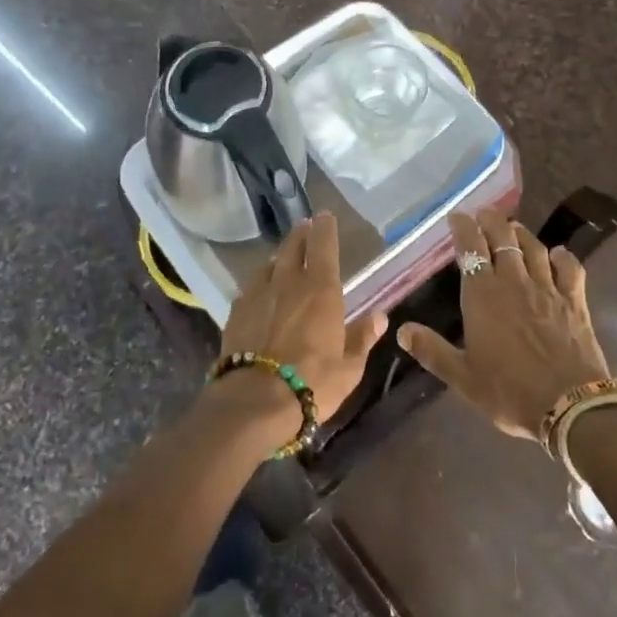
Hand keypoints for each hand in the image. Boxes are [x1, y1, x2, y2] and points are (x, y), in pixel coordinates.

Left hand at [218, 212, 387, 428]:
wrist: (253, 401)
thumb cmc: (312, 383)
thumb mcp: (349, 368)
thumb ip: (362, 338)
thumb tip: (380, 316)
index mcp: (320, 289)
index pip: (323, 246)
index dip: (325, 228)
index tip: (325, 215)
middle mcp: (288, 282)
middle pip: (292, 247)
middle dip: (301, 234)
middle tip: (305, 227)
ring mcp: (257, 294)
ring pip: (269, 265)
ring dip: (278, 257)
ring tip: (283, 259)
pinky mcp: (236, 312)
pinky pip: (251, 288)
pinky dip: (260, 284)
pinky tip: (260, 293)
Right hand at [398, 208, 609, 439]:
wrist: (570, 406)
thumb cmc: (509, 391)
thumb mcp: (463, 377)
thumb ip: (432, 350)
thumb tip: (402, 330)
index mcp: (483, 295)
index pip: (471, 248)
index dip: (463, 228)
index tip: (457, 216)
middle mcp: (514, 282)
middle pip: (503, 239)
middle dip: (492, 221)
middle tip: (484, 214)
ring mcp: (547, 289)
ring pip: (534, 248)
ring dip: (521, 234)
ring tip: (513, 227)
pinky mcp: (574, 301)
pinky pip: (569, 269)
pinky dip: (562, 257)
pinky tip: (558, 254)